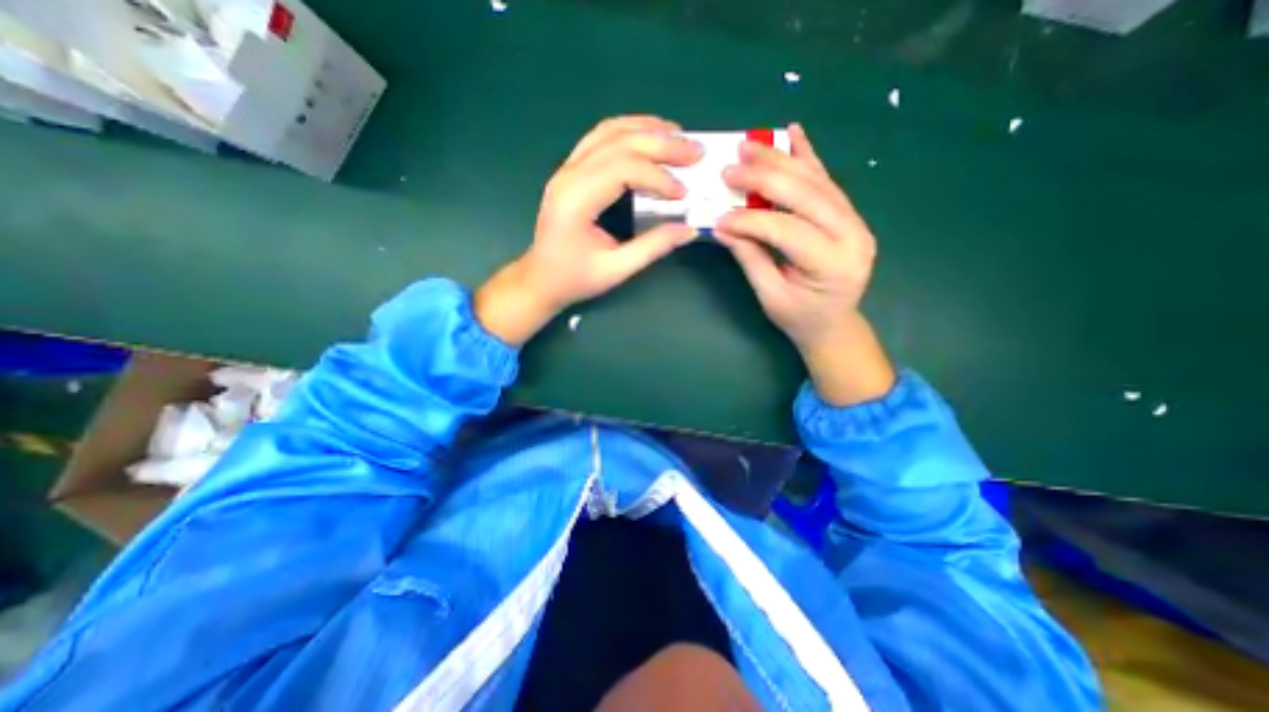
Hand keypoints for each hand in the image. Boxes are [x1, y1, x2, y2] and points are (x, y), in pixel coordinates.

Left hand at [474, 116, 698, 347]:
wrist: (540, 279)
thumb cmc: (574, 279)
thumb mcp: (616, 269)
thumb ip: (653, 247)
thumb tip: (689, 229)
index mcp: (576, 201)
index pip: (623, 169)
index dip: (658, 177)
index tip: (684, 194)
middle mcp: (568, 176)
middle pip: (618, 142)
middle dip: (661, 144)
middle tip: (696, 151)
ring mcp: (566, 169)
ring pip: (608, 132)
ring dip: (646, 129)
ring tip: (678, 135)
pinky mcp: (570, 171)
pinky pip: (600, 138)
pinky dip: (628, 132)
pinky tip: (649, 136)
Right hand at [712, 121, 889, 405]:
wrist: (834, 324)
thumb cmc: (800, 318)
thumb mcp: (770, 296)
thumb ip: (750, 258)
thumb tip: (723, 227)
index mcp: (833, 265)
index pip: (786, 230)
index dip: (750, 220)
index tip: (719, 216)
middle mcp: (852, 236)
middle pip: (806, 195)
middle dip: (765, 177)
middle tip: (731, 166)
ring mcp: (855, 221)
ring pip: (817, 181)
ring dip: (781, 160)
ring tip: (751, 145)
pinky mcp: (849, 215)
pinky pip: (827, 182)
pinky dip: (808, 157)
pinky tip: (794, 134)